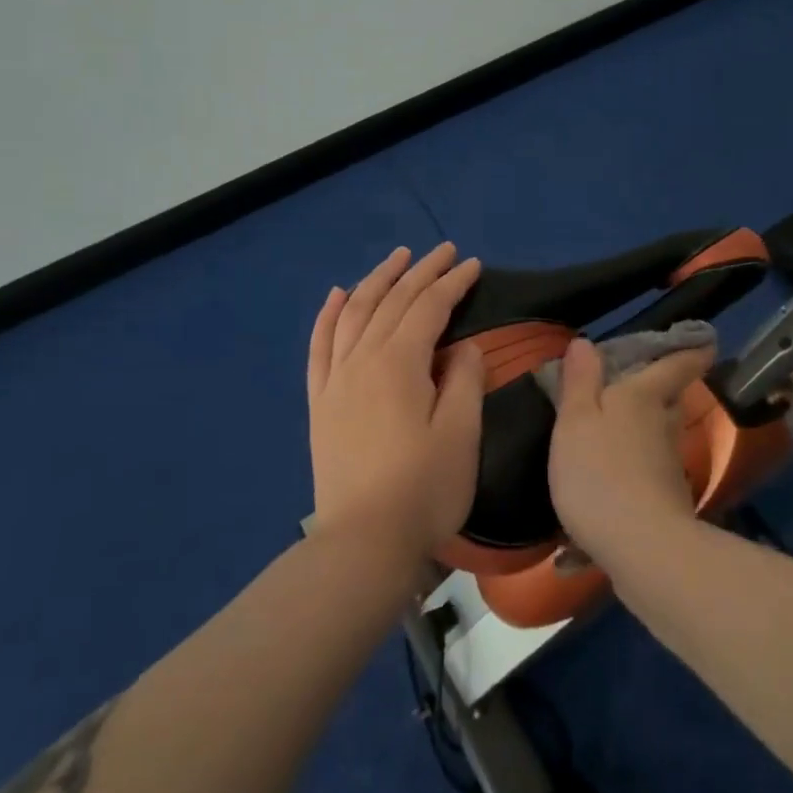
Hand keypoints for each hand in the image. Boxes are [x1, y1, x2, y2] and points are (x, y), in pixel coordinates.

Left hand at [307, 243, 485, 559]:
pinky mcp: (320, 402)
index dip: (452, 282)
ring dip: (376, 280)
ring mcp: (335, 380)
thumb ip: (464, 378)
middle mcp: (362, 359)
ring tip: (396, 258)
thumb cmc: (425, 488)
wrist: (364, 541)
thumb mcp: (461, 432)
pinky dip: (328, 314)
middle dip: (419, 272)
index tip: (473, 264)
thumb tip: (461, 345)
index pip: (429, 307)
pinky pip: (319, 345)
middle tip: (442, 251)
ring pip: (353, 313)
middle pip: (391, 301)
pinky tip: (336, 295)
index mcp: (400, 363)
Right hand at [547, 336, 716, 569]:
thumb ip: (580, 382)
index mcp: (644, 397)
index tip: (704, 341)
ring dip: (642, 433)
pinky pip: (647, 475)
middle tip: (635, 386)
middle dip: (658, 392)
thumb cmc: (600, 472)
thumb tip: (586, 342)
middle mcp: (665, 426)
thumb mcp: (575, 421)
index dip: (690, 350)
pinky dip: (630, 474)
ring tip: (611, 436)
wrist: (642, 548)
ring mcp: (669, 466)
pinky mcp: (667, 502)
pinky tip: (605, 490)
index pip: (677, 364)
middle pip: (668, 401)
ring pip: (658, 437)